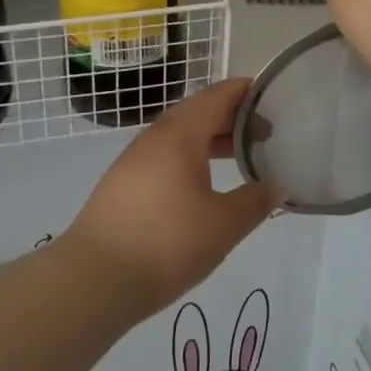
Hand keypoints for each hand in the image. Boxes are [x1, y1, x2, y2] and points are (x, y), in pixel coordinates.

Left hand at [64, 79, 275, 319]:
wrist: (94, 279)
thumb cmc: (166, 242)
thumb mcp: (224, 225)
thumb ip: (255, 201)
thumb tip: (276, 186)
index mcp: (180, 134)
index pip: (217, 96)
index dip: (244, 91)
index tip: (269, 95)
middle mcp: (154, 138)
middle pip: (197, 112)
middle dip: (230, 117)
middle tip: (262, 132)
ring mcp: (133, 160)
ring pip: (178, 136)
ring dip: (209, 139)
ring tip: (236, 156)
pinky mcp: (121, 184)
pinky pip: (163, 156)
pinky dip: (189, 158)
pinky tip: (200, 185)